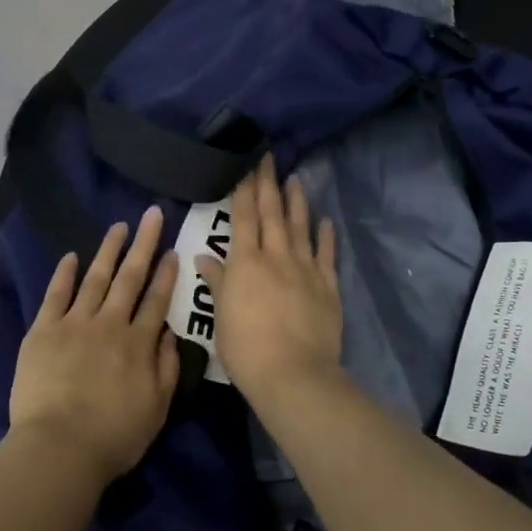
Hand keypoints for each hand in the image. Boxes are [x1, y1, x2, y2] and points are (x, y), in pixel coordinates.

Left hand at [9, 205, 180, 485]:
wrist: (60, 448)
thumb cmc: (114, 436)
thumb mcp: (157, 408)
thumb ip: (167, 367)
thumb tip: (170, 332)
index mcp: (139, 343)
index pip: (157, 300)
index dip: (167, 273)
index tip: (173, 250)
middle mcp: (110, 324)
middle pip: (130, 277)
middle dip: (144, 244)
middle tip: (152, 215)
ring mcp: (75, 323)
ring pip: (96, 278)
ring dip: (109, 250)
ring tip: (119, 226)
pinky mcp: (44, 330)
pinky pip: (56, 295)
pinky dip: (64, 274)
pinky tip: (71, 256)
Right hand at [195, 154, 343, 409]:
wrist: (293, 373)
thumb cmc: (246, 348)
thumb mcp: (220, 316)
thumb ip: (217, 282)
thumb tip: (204, 257)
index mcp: (245, 262)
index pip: (243, 217)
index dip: (244, 189)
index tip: (246, 165)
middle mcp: (276, 256)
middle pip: (272, 213)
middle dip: (268, 183)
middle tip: (269, 157)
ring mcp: (305, 269)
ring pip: (300, 227)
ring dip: (297, 201)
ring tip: (295, 179)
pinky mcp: (327, 285)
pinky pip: (326, 254)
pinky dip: (325, 235)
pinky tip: (326, 220)